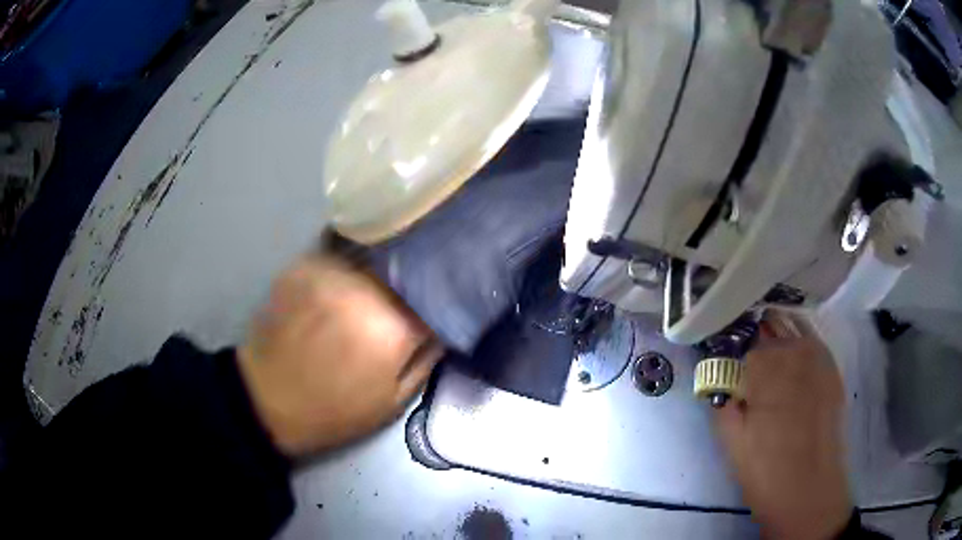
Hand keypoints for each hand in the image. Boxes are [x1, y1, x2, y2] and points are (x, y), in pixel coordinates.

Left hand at [237, 255, 442, 458]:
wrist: (267, 400)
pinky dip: (351, 260)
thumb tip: (444, 323)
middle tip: (414, 288)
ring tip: (384, 277)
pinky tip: (348, 277)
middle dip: (415, 276)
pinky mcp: (303, 264)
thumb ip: (426, 358)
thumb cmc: (334, 410)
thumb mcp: (393, 401)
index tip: (443, 301)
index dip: (443, 298)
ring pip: (374, 251)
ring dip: (383, 263)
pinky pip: (341, 250)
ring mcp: (330, 271)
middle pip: (406, 265)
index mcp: (392, 326)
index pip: (437, 295)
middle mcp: (364, 288)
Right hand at [715, 316, 851, 539]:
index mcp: (767, 366)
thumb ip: (722, 401)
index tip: (730, 368)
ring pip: (794, 328)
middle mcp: (795, 350)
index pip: (744, 342)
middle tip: (751, 366)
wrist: (809, 490)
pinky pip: (814, 342)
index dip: (735, 354)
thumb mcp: (731, 440)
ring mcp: (819, 357)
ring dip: (780, 336)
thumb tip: (717, 380)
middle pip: (770, 327)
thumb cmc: (765, 470)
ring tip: (772, 363)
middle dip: (757, 340)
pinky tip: (795, 366)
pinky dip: (801, 344)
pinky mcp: (833, 369)